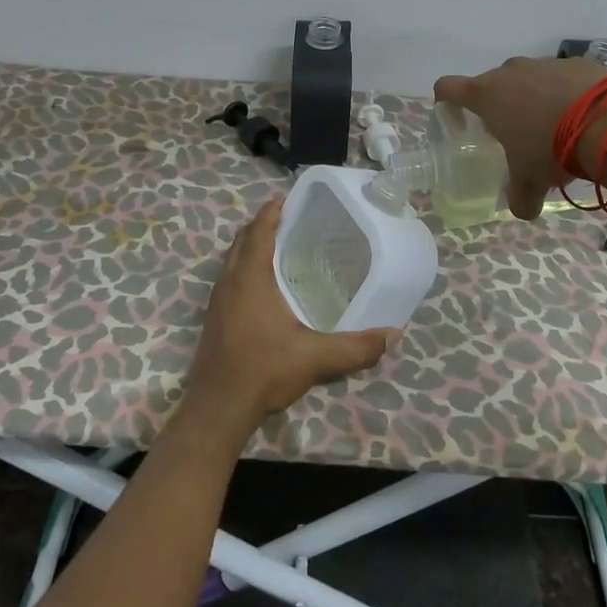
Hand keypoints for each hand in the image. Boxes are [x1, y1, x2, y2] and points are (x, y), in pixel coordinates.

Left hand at [180, 198, 394, 443]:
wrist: (217, 409)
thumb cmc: (263, 371)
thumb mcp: (315, 358)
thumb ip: (355, 347)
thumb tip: (392, 335)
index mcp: (250, 278)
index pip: (258, 230)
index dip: (272, 211)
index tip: (289, 197)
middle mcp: (229, 282)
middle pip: (242, 239)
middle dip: (262, 224)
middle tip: (291, 219)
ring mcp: (217, 300)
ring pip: (232, 259)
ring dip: (251, 246)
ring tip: (280, 246)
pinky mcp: (214, 318)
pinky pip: (229, 278)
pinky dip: (244, 267)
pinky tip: (264, 286)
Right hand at [434, 55, 606, 219]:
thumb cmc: (550, 149)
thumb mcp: (530, 181)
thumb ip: (519, 197)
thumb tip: (522, 211)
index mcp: (487, 95)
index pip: (447, 87)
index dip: (447, 103)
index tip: (458, 121)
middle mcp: (510, 72)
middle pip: (491, 84)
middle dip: (498, 106)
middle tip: (514, 134)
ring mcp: (544, 63)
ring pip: (528, 79)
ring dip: (533, 98)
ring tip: (555, 127)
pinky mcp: (576, 62)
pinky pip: (562, 77)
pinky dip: (565, 92)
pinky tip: (583, 116)